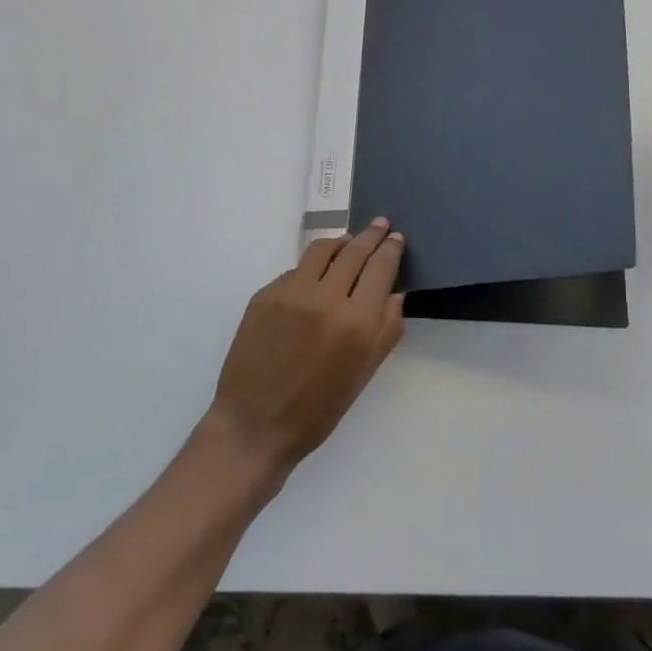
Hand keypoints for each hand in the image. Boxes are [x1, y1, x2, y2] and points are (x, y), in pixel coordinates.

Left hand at [208, 219, 405, 479]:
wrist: (255, 426)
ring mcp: (291, 292)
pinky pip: (295, 271)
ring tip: (348, 241)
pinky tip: (314, 281)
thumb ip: (386, 329)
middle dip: (371, 235)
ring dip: (340, 242)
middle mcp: (325, 298)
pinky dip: (311, 270)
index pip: (380, 268)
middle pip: (354, 251)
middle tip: (380, 224)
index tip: (396, 238)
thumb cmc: (318, 411)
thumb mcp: (364, 374)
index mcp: (356, 322)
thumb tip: (394, 292)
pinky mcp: (265, 295)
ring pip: (322, 250)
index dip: (391, 249)